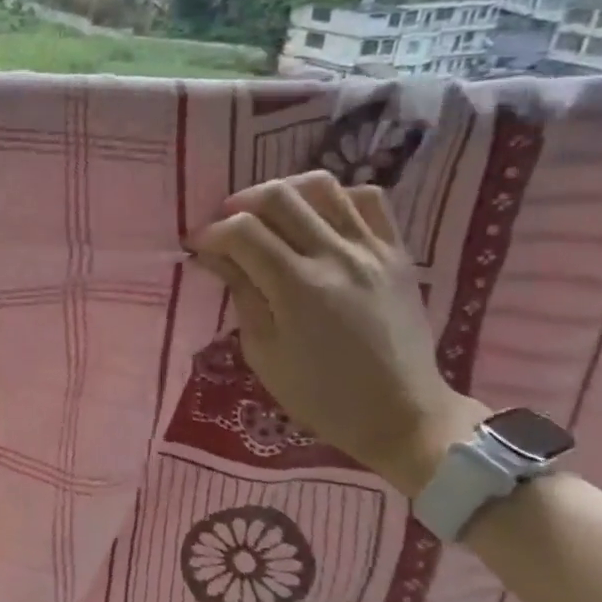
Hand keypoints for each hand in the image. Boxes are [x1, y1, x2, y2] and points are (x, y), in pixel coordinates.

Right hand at [185, 169, 485, 493]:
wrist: (403, 415)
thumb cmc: (321, 395)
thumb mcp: (263, 351)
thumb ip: (241, 292)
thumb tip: (214, 255)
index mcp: (297, 287)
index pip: (242, 231)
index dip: (210, 233)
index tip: (197, 246)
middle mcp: (336, 257)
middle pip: (278, 196)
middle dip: (240, 204)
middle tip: (227, 227)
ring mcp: (372, 251)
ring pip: (323, 186)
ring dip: (285, 193)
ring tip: (269, 216)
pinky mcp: (397, 253)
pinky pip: (368, 201)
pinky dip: (335, 199)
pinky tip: (317, 220)